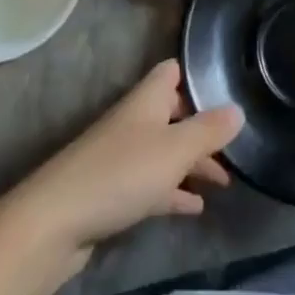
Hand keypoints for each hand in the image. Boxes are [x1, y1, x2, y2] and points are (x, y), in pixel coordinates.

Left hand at [0, 61, 243, 274]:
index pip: (171, 72)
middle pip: (172, 113)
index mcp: (145, 101)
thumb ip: (207, 131)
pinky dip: (174, 191)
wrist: (57, 221)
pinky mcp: (114, 191)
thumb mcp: (173, 150)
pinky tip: (195, 207)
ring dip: (192, 162)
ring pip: (164, 150)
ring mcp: (121, 157)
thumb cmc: (120, 174)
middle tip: (236, 145)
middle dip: (201, 127)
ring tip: (226, 180)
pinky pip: (153, 183)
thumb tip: (237, 109)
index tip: (227, 87)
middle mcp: (134, 121)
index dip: (196, 76)